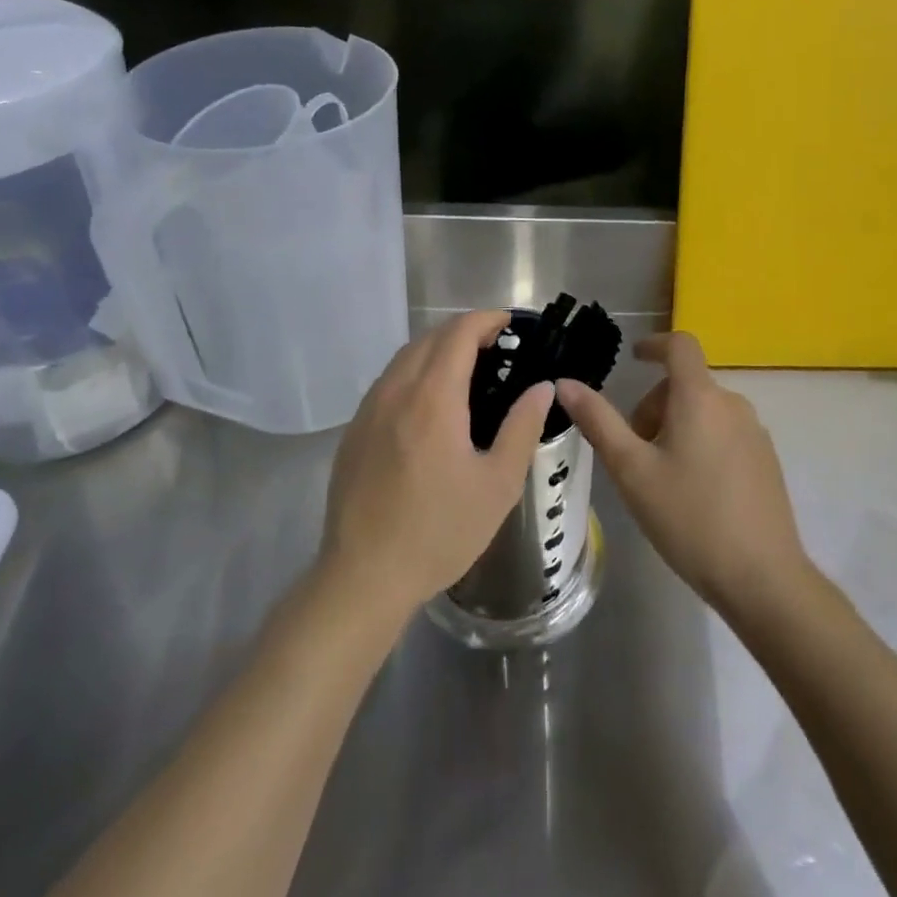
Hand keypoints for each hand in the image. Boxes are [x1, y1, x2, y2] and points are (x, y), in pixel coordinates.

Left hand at [321, 311, 552, 619]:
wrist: (363, 577)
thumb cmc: (439, 532)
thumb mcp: (497, 484)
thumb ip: (522, 428)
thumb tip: (542, 387)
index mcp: (432, 398)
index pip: (458, 333)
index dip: (485, 319)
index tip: (510, 323)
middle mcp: (395, 391)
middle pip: (429, 338)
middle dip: (464, 331)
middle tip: (496, 346)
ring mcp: (369, 409)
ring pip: (404, 357)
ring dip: (437, 348)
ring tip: (467, 367)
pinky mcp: (354, 430)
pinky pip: (388, 381)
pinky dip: (414, 371)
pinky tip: (429, 402)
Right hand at [555, 332, 807, 617]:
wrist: (763, 578)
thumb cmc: (689, 518)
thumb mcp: (632, 471)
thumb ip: (598, 422)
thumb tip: (565, 383)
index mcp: (700, 398)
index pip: (680, 345)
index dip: (653, 344)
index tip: (633, 358)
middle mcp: (733, 404)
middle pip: (686, 384)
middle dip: (654, 406)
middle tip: (634, 451)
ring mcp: (755, 433)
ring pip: (705, 411)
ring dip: (676, 426)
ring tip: (660, 477)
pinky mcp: (767, 460)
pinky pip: (725, 433)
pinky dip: (701, 443)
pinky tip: (693, 493)